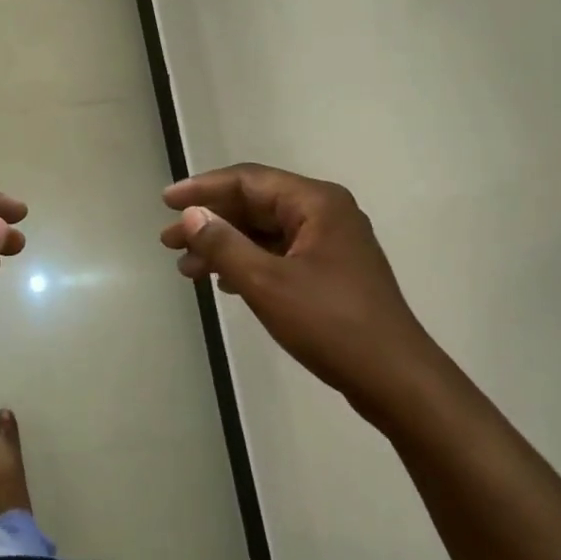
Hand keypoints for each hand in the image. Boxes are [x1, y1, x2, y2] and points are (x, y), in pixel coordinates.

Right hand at [161, 164, 444, 428]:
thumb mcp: (267, 283)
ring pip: (264, 232)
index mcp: (316, 203)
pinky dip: (247, 263)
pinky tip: (223, 282)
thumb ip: (224, 244)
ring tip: (187, 269)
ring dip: (224, 246)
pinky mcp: (330, 272)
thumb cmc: (330, 323)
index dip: (203, 189)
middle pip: (255, 205)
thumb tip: (191, 214)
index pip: (248, 181)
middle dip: (210, 222)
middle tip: (168, 242)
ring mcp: (330, 244)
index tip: (166, 202)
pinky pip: (278, 254)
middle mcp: (325, 214)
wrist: (394, 379)